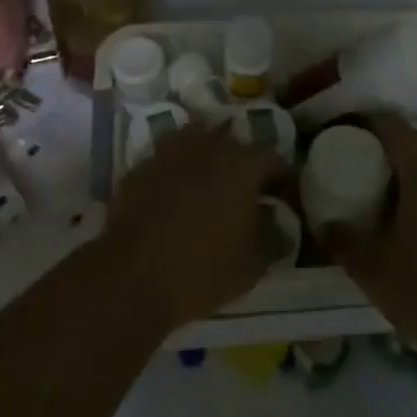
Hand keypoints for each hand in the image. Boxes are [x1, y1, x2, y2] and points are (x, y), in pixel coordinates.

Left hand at [104, 124, 289, 328]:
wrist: (133, 274)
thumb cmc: (203, 269)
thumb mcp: (253, 264)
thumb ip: (272, 237)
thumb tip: (277, 222)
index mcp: (242, 165)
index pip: (273, 160)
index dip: (283, 179)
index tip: (283, 200)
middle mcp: (208, 147)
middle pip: (234, 144)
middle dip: (244, 164)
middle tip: (246, 193)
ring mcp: (170, 152)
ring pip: (196, 142)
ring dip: (207, 158)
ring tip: (208, 186)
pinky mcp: (141, 167)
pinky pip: (167, 160)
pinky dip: (176, 172)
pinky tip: (174, 195)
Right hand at [321, 114, 416, 358]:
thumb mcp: (373, 268)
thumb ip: (344, 240)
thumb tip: (326, 224)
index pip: (391, 126)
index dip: (365, 123)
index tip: (344, 134)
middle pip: (416, 150)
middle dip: (387, 158)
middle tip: (360, 178)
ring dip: (413, 186)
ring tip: (388, 210)